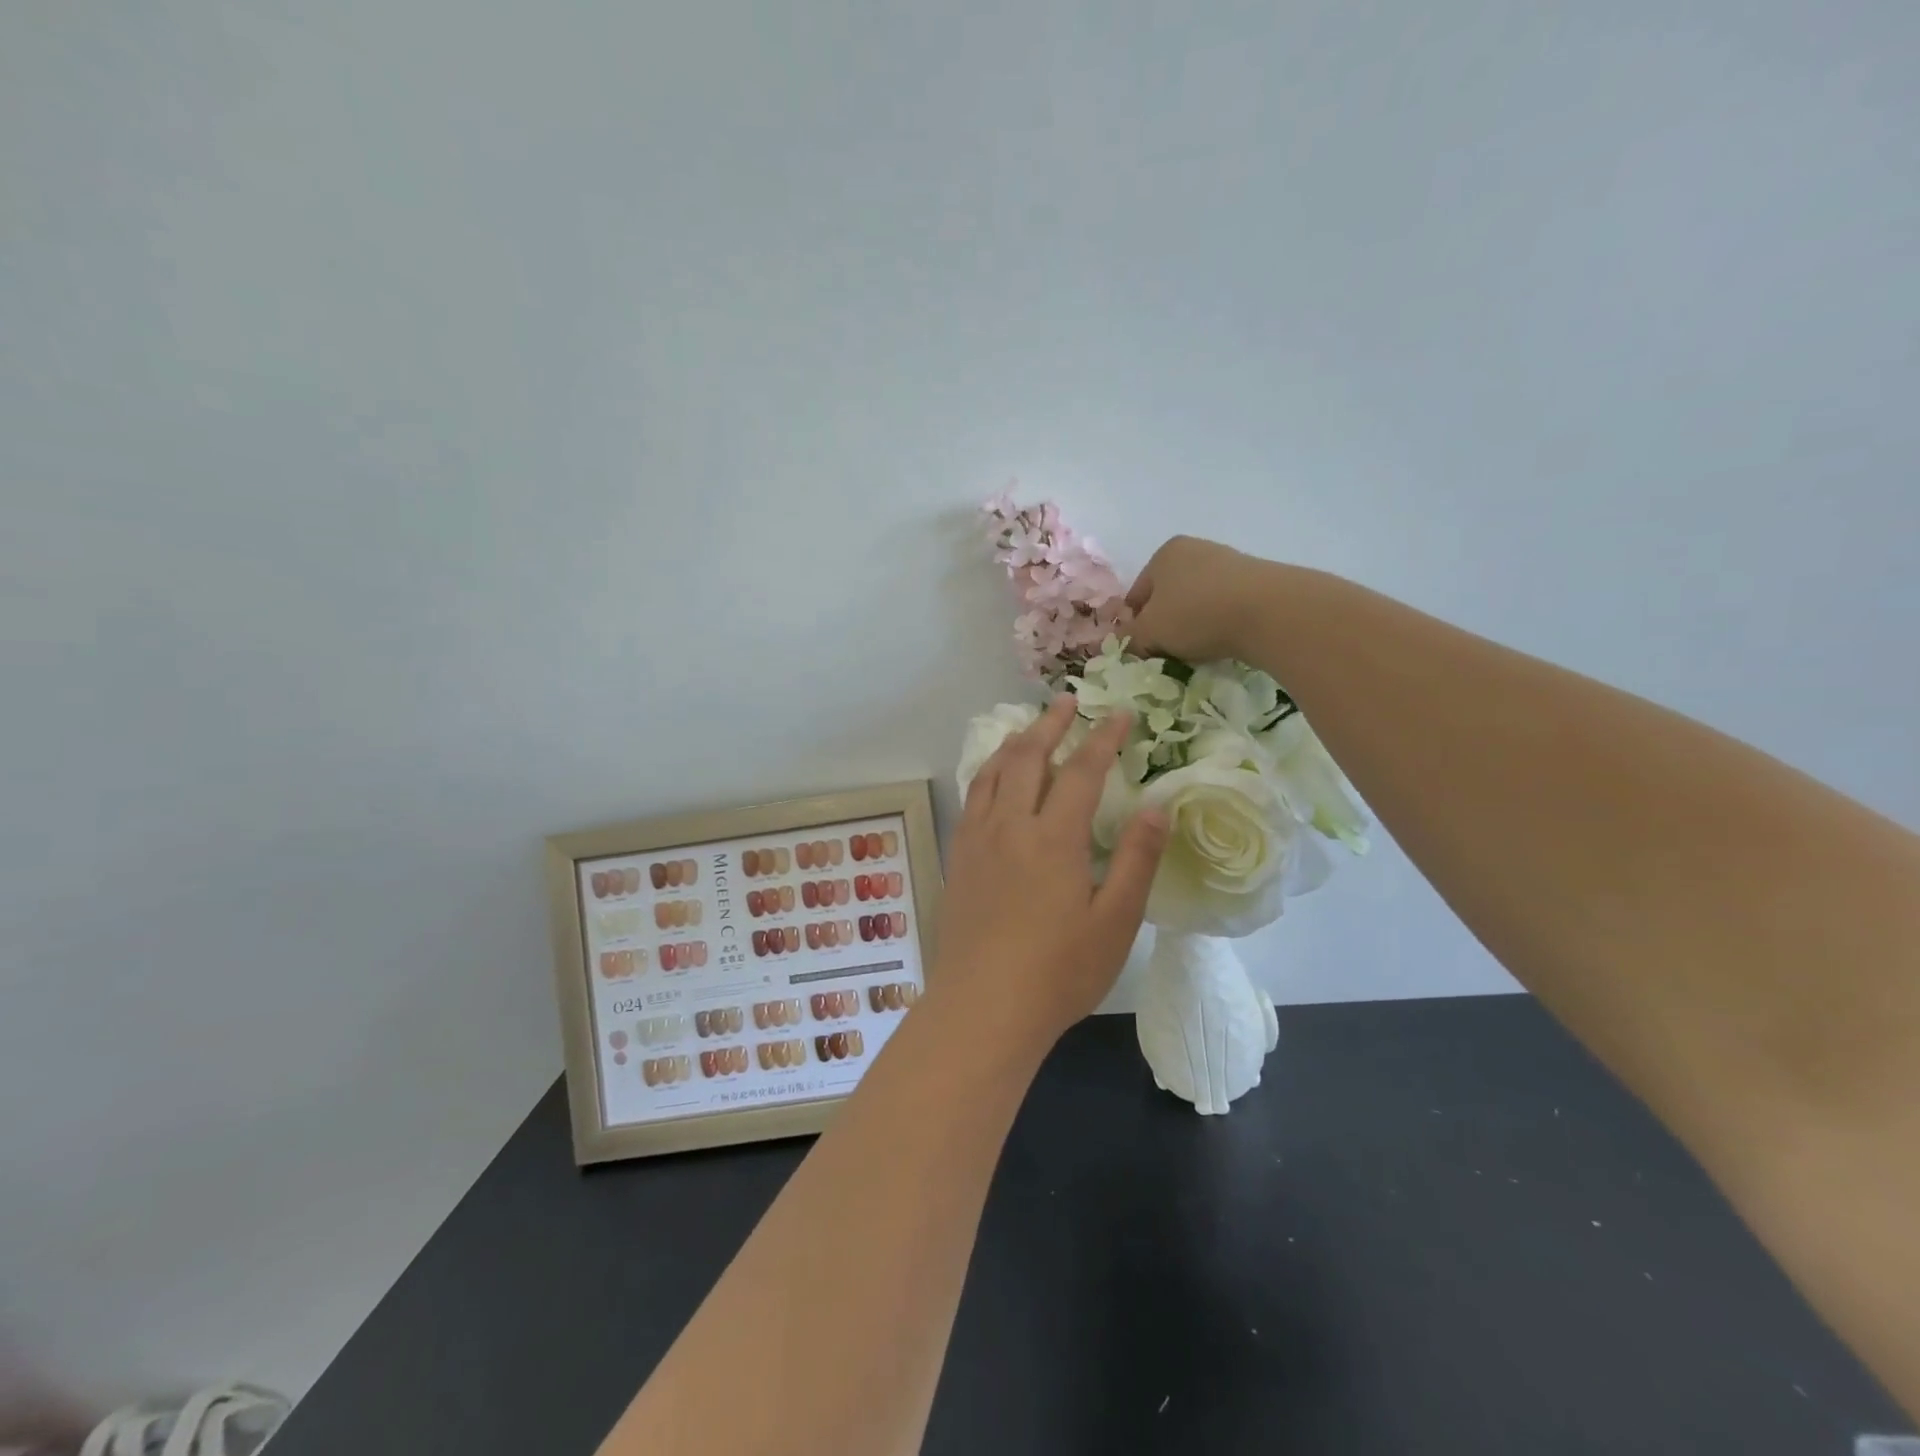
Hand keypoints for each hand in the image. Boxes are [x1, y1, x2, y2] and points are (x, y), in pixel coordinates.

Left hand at [930, 696, 1167, 1046]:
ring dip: (1015, 741)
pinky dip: (987, 771)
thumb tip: (1156, 806)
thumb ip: (1136, 859)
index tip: (1121, 715)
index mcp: (1054, 837)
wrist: (982, 1007)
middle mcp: (1010, 825)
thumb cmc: (1058, 972)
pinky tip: (993, 777)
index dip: (1103, 738)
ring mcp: (977, 839)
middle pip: (1028, 756)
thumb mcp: (1114, 921)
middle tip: (1069, 701)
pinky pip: (972, 797)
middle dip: (1052, 723)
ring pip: (993, 771)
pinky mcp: (958, 858)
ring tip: (1031, 727)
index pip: (1082, 770)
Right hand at [1125, 535, 1271, 663]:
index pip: (1136, 595)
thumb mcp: (1150, 632)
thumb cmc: (1196, 615)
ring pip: (1196, 603)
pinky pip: (1224, 607)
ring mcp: (1228, 563)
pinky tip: (1222, 642)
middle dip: (1164, 625)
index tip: (1140, 649)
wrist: (1268, 611)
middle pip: (1167, 597)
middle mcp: (1195, 550)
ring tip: (1196, 651)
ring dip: (1191, 626)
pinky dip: (1218, 624)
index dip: (1133, 625)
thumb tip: (1127, 643)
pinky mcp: (1255, 581)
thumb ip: (1131, 638)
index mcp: (1163, 554)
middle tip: (1166, 652)